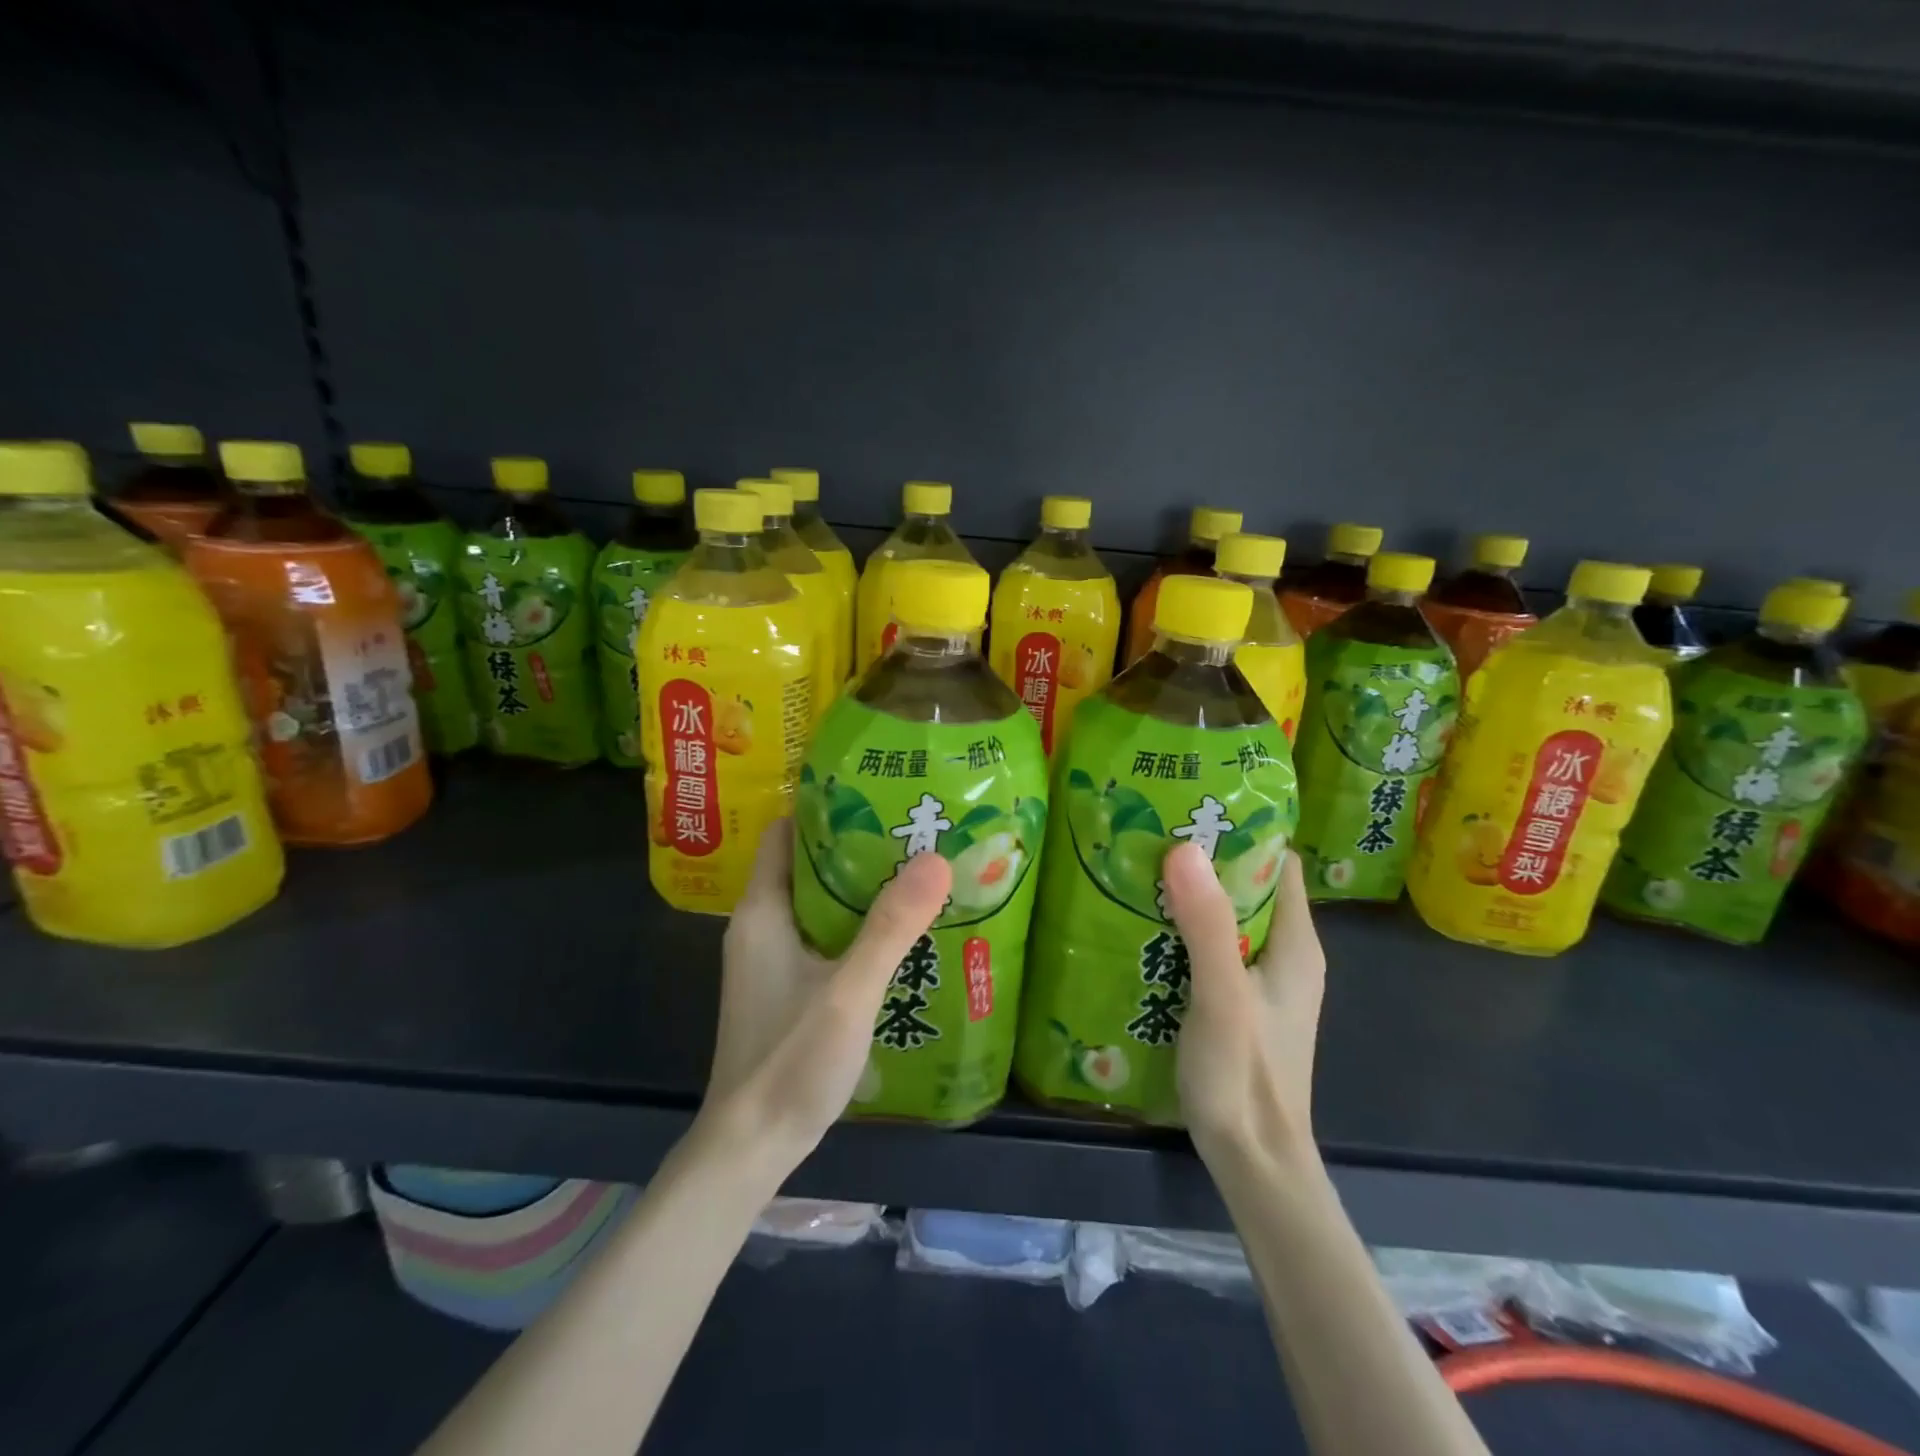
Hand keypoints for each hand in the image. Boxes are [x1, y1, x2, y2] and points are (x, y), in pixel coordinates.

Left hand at [705, 822, 952, 1168]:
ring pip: (818, 902)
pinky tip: (899, 932)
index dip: (824, 808)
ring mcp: (773, 960)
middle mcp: (762, 926)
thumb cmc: (790, 1061)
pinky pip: (824, 936)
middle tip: (913, 830)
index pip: (784, 833)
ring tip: (916, 871)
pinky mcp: (787, 987)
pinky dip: (856, 924)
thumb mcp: (848, 991)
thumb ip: (891, 927)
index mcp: (763, 911)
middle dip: (856, 845)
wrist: (750, 1148)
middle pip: (807, 864)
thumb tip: (935, 858)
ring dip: (860, 887)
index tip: (877, 794)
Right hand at [1162, 842, 1325, 1169]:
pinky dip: (1182, 929)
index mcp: (1296, 943)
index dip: (1242, 830)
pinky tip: (1142, 924)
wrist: (1253, 1162)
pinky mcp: (1236, 1002)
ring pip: (1225, 917)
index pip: (1276, 862)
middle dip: (1204, 858)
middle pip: (1247, 885)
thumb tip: (1184, 847)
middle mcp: (1284, 954)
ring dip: (1189, 894)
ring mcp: (1259, 980)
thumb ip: (1206, 925)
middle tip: (1150, 832)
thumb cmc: (1246, 1077)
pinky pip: (1210, 947)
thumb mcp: (1222, 996)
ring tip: (1138, 867)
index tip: (1191, 806)